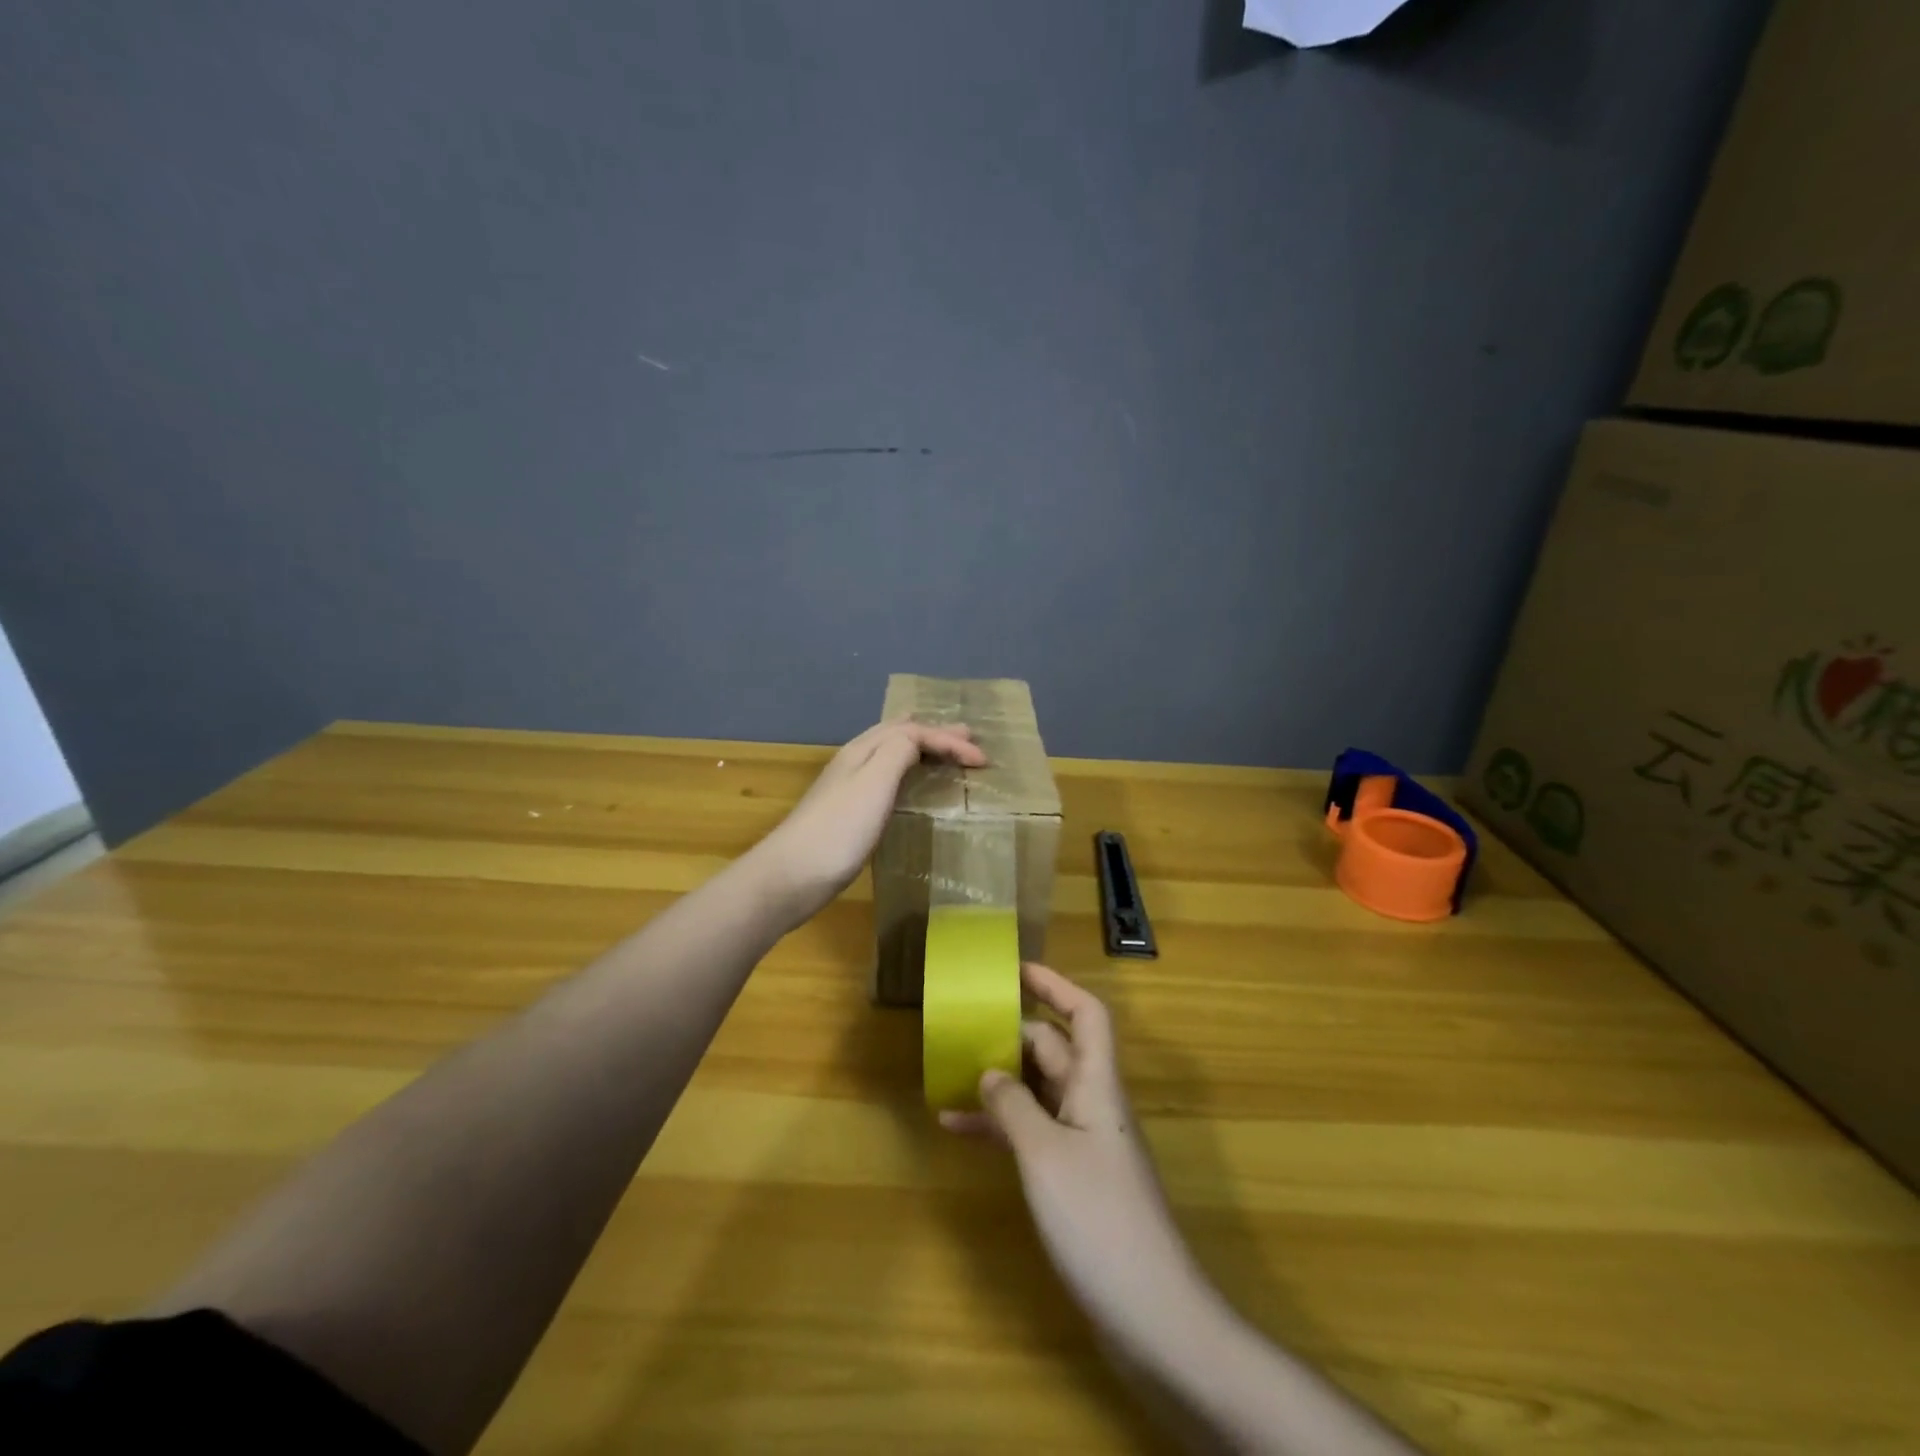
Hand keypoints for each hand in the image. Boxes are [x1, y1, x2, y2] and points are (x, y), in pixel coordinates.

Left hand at [756, 718, 986, 918]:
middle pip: (898, 735)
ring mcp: (849, 787)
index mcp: (864, 750)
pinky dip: (907, 770)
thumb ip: (898, 751)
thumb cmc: (840, 828)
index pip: (913, 732)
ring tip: (942, 750)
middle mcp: (855, 761)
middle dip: (934, 733)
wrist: (792, 875)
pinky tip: (908, 785)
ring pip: (890, 754)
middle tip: (967, 738)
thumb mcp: (874, 781)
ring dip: (920, 748)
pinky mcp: (848, 812)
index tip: (983, 762)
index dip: (949, 741)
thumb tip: (917, 737)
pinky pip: (886, 777)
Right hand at [941, 963, 1208, 1345]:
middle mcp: (1093, 1104)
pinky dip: (1001, 1129)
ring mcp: (1084, 1144)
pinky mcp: (1075, 1180)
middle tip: (964, 1026)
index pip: (1086, 1014)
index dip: (1056, 985)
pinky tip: (959, 1133)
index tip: (1016, 969)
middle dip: (1013, 1032)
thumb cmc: (1099, 1220)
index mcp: (1096, 1085)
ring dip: (999, 1082)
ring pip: (1039, 1092)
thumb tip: (990, 1072)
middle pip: (1055, 1049)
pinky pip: (1033, 1135)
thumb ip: (1014, 1107)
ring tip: (949, 1074)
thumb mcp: (1045, 1156)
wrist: (1153, 1317)